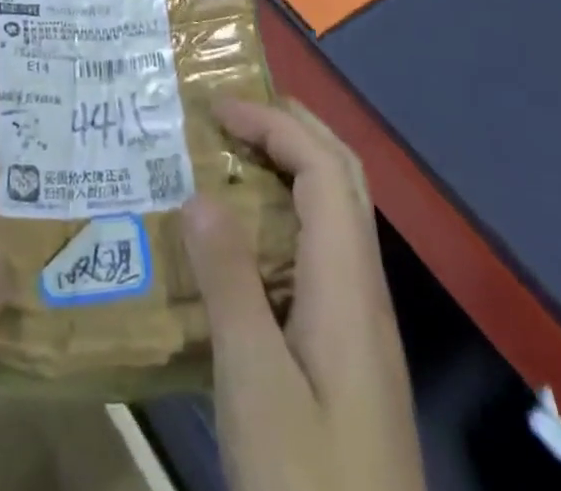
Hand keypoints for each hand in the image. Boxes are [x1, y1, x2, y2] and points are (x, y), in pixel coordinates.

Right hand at [183, 97, 426, 490]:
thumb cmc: (309, 488)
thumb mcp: (255, 386)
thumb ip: (229, 282)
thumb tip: (199, 192)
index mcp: (347, 285)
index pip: (322, 169)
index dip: (273, 124)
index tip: (215, 108)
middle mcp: (361, 290)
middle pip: (341, 178)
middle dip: (290, 128)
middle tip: (229, 112)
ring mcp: (357, 323)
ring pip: (333, 215)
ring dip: (289, 168)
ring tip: (228, 158)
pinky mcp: (344, 353)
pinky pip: (317, 254)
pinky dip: (282, 217)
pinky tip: (240, 244)